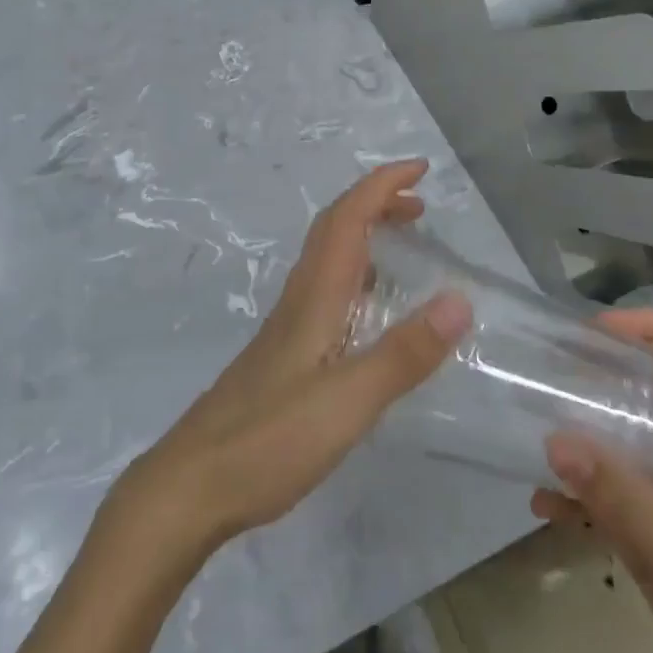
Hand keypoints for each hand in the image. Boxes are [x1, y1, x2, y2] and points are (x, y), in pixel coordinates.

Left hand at [120, 160, 470, 553]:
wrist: (192, 483)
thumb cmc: (269, 439)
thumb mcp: (349, 400)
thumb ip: (404, 353)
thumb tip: (460, 299)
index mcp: (315, 295)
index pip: (348, 217)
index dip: (382, 185)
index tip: (421, 169)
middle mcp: (300, 298)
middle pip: (335, 228)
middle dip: (376, 202)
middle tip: (421, 206)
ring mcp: (288, 325)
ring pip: (328, 257)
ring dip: (365, 234)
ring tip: (403, 243)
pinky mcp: (284, 353)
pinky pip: (325, 288)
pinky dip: (355, 273)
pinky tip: (368, 308)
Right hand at [533, 311, 652, 652]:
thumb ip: (617, 494)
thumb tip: (553, 436)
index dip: (650, 329)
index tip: (594, 329)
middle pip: (651, 398)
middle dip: (602, 379)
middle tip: (548, 374)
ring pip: (629, 451)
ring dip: (585, 441)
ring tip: (535, 433)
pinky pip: (617, 506)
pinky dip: (582, 501)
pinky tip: (544, 507)